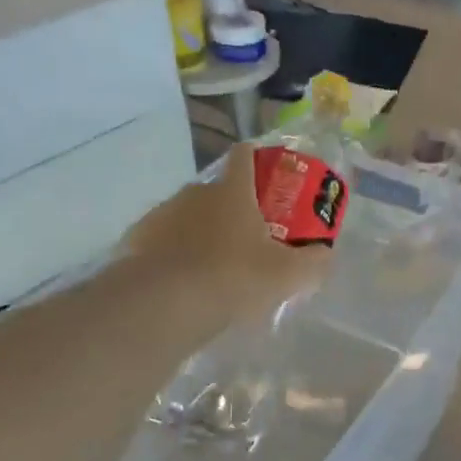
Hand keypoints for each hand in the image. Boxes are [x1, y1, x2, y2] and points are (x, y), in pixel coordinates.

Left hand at [123, 145, 330, 318]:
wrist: (163, 305)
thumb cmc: (233, 278)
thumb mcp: (287, 275)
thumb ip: (313, 262)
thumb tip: (325, 254)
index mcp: (233, 191)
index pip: (243, 156)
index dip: (255, 157)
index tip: (264, 171)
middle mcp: (195, 193)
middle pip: (216, 189)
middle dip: (231, 207)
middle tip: (246, 237)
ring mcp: (162, 214)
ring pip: (186, 215)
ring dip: (199, 231)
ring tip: (210, 266)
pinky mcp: (135, 239)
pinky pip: (160, 239)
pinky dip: (172, 252)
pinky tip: (180, 280)